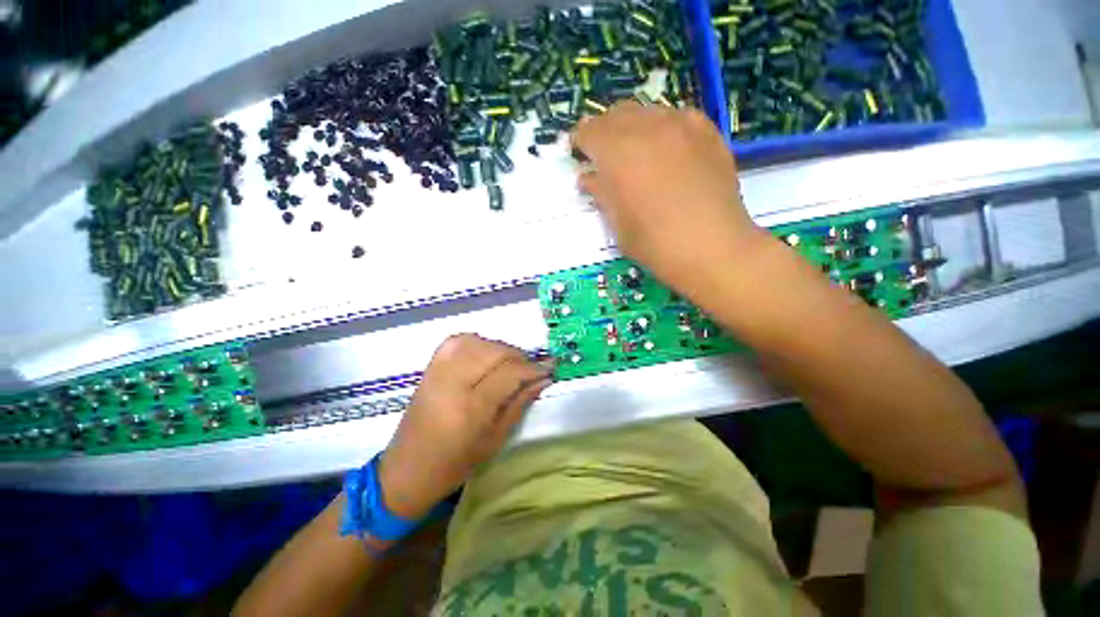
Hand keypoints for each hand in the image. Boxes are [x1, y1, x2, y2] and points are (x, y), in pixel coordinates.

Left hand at [378, 334, 551, 518]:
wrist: (407, 469)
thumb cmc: (455, 463)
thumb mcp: (495, 439)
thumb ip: (520, 403)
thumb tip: (543, 379)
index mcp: (470, 408)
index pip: (509, 373)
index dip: (533, 368)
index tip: (549, 368)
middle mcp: (452, 382)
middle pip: (495, 352)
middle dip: (519, 356)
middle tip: (531, 368)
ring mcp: (438, 371)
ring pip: (478, 341)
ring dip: (501, 348)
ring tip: (510, 363)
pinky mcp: (430, 366)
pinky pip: (458, 341)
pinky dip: (478, 342)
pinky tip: (486, 354)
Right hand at [571, 102, 766, 296]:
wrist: (712, 247)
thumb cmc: (655, 243)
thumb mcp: (617, 223)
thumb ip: (599, 193)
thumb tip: (587, 176)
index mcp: (617, 153)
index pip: (589, 131)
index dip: (580, 142)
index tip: (580, 155)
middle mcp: (647, 128)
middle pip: (616, 114)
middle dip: (605, 131)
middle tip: (604, 155)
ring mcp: (681, 125)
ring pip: (647, 112)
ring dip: (633, 128)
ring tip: (636, 153)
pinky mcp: (707, 131)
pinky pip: (676, 118)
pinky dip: (663, 129)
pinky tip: (667, 151)